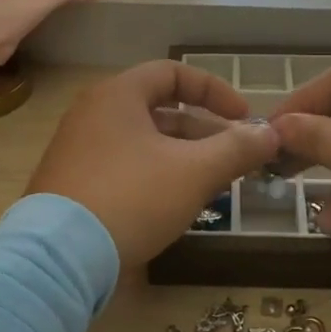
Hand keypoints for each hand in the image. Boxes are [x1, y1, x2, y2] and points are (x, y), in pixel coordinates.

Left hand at [26, 61, 278, 268]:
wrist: (58, 259)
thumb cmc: (132, 197)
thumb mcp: (194, 172)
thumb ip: (237, 148)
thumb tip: (272, 134)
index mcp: (118, 95)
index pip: (173, 72)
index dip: (214, 90)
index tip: (244, 118)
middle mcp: (92, 113)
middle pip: (159, 109)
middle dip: (203, 131)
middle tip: (233, 157)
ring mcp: (77, 149)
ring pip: (142, 142)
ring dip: (182, 156)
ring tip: (212, 184)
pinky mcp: (71, 184)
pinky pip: (123, 166)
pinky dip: (155, 175)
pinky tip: (174, 205)